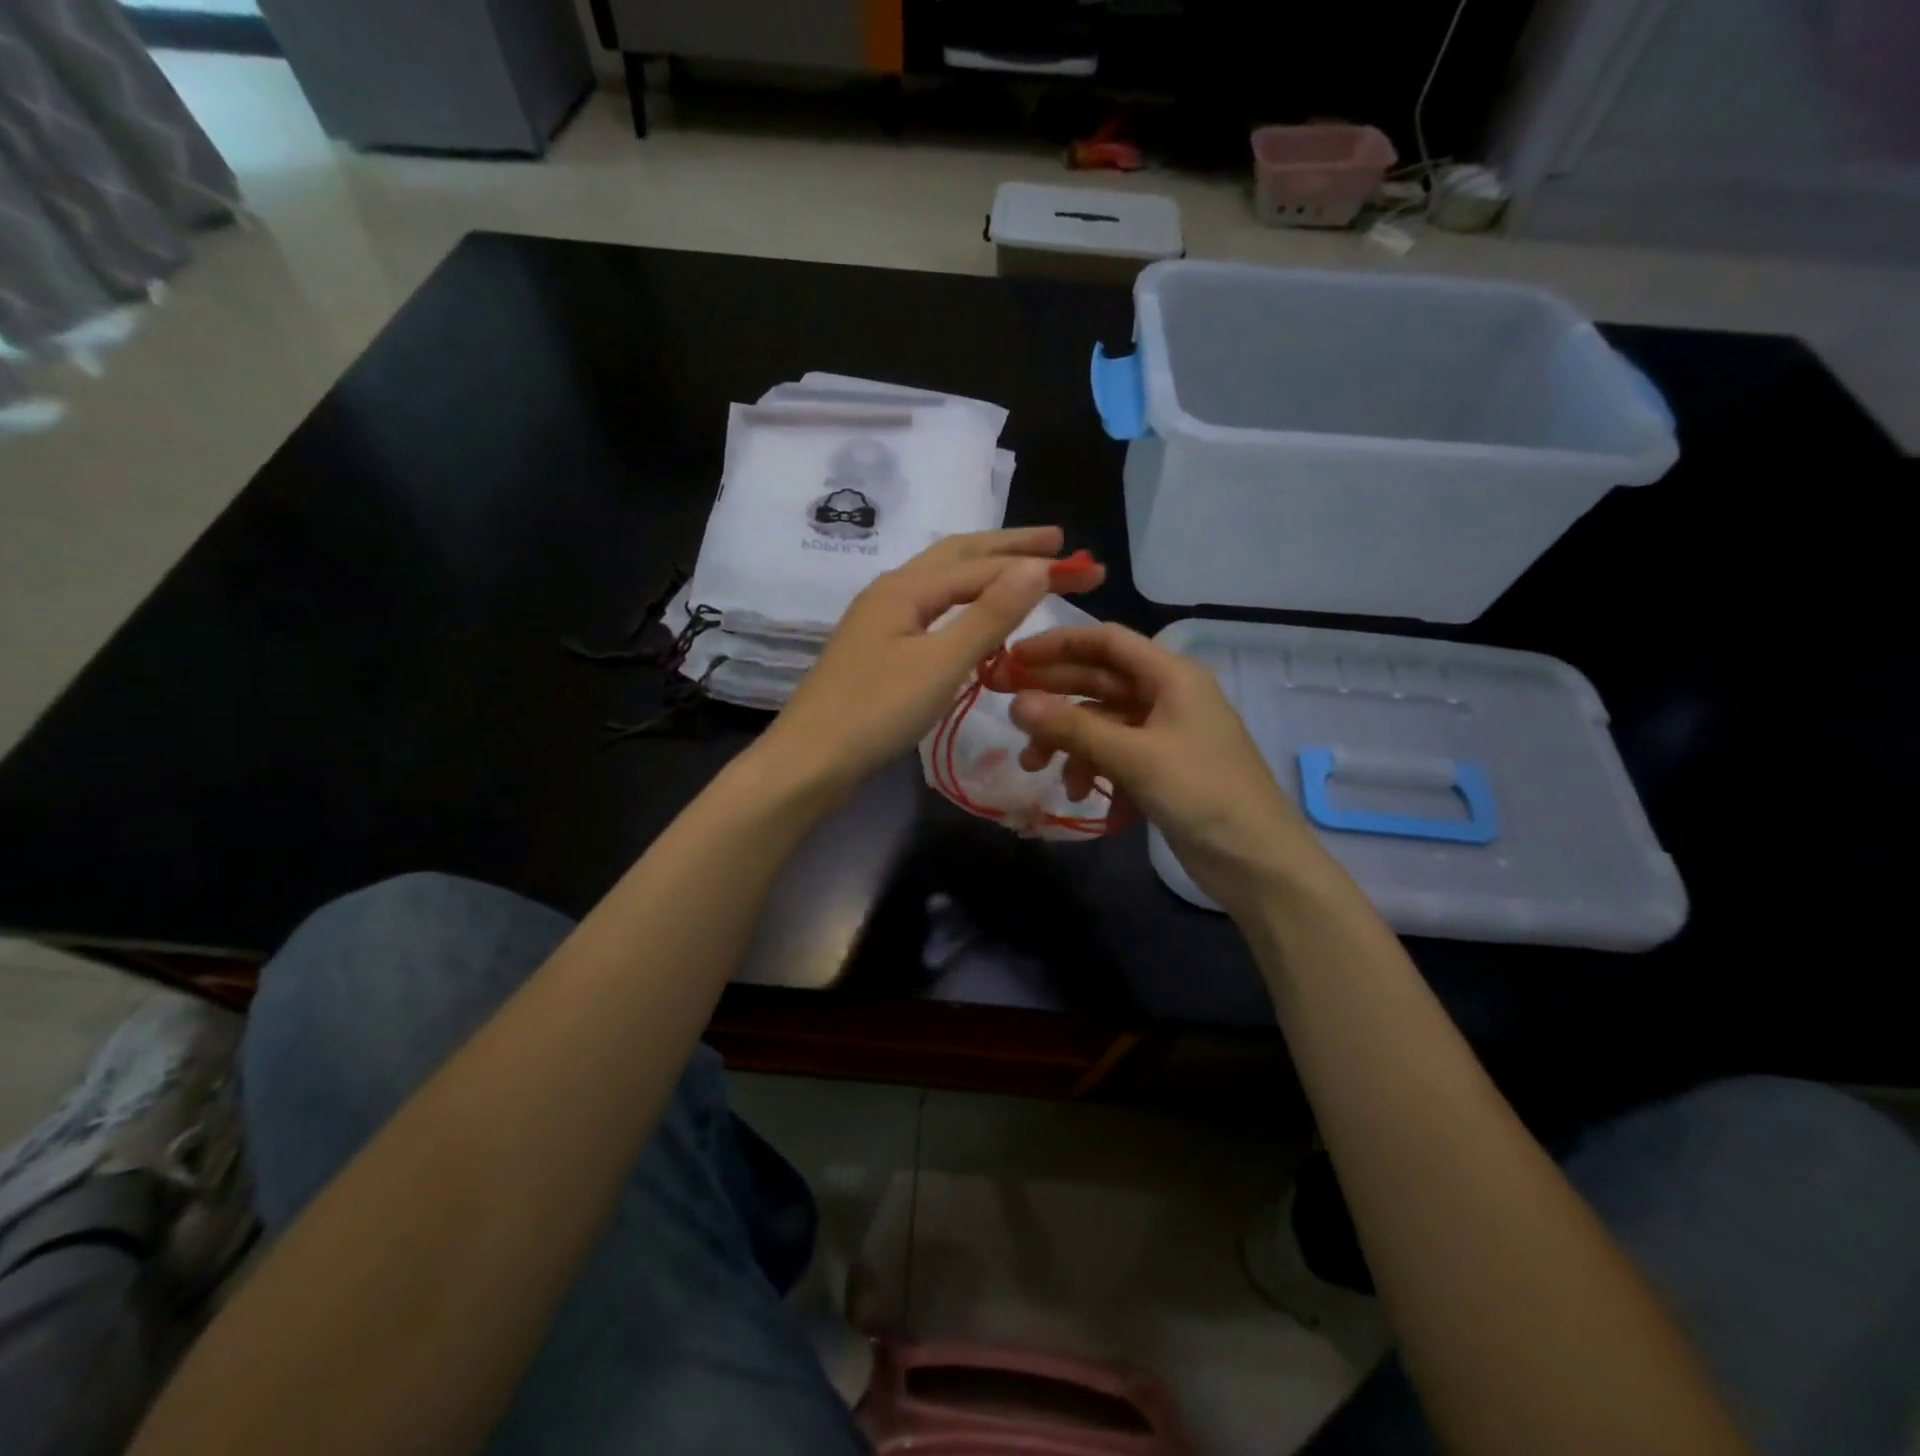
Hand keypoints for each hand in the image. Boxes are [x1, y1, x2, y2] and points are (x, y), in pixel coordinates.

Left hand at [762, 527, 1104, 797]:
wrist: (811, 760)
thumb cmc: (878, 711)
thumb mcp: (942, 662)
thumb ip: (990, 614)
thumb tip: (1036, 566)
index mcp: (906, 588)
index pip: (983, 566)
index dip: (1036, 564)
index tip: (1085, 568)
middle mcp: (891, 592)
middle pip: (958, 557)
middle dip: (1009, 548)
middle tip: (1057, 542)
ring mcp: (881, 621)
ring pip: (942, 582)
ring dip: (985, 571)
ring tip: (1022, 568)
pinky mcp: (878, 650)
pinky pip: (932, 610)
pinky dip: (964, 602)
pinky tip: (974, 616)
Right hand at [988, 623, 1327, 916]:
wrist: (1258, 862)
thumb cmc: (1203, 794)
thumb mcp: (1135, 757)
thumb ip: (1074, 728)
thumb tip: (1015, 703)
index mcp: (1172, 676)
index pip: (1106, 641)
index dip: (1057, 645)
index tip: (1012, 659)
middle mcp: (1167, 696)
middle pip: (1098, 681)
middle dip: (1052, 696)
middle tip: (1004, 707)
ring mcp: (1164, 734)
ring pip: (1101, 723)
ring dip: (1067, 742)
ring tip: (1035, 766)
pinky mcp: (1160, 769)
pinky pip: (1114, 755)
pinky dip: (1092, 769)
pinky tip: (1080, 794)